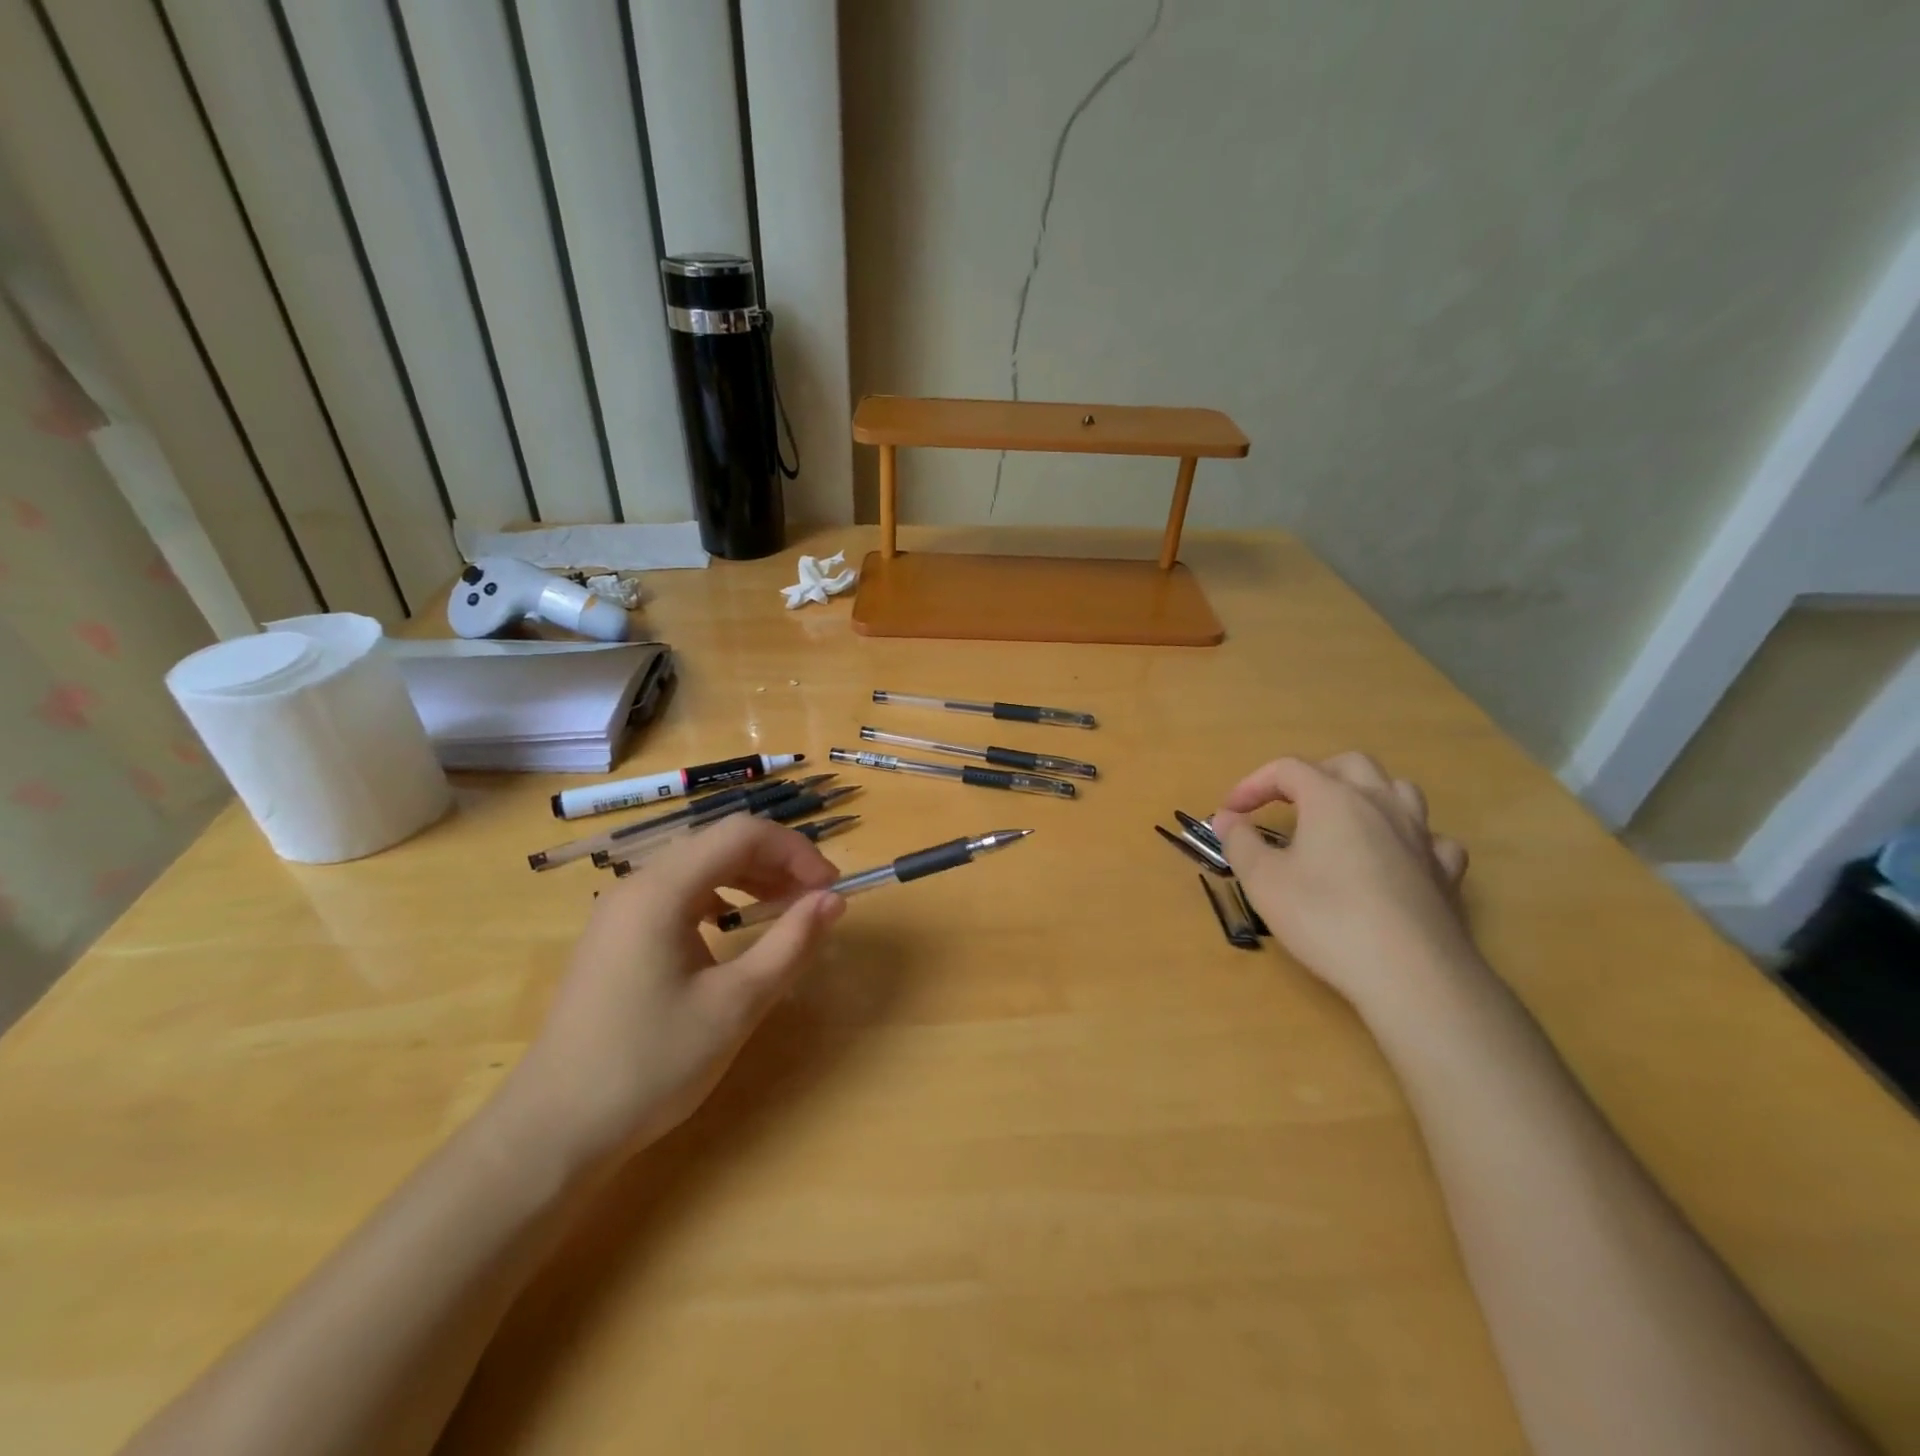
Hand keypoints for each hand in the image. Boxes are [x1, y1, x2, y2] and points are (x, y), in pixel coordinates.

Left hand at [505, 814, 843, 1168]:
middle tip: (814, 902)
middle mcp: (637, 886)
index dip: (796, 851)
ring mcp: (620, 911)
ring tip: (783, 912)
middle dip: (776, 863)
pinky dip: (718, 899)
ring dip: (749, 879)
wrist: (553, 1131)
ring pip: (698, 868)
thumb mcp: (736, 1005)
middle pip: (719, 844)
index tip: (830, 888)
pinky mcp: (615, 937)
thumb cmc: (650, 1064)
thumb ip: (791, 944)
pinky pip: (677, 895)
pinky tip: (731, 931)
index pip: (742, 833)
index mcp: (662, 890)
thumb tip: (834, 899)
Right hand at [1215, 752, 1475, 1014]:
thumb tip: (1227, 818)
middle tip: (1288, 803)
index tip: (1230, 812)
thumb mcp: (1263, 881)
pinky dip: (1407, 838)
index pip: (1287, 769)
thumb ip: (1240, 842)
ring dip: (1367, 794)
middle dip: (1313, 775)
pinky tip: (1396, 858)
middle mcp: (1380, 804)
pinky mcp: (1445, 872)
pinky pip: (1430, 838)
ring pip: (1398, 790)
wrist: (1410, 973)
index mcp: (1332, 798)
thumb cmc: (1326, 918)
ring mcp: (1420, 835)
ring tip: (1345, 818)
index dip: (1253, 784)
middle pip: (1348, 764)